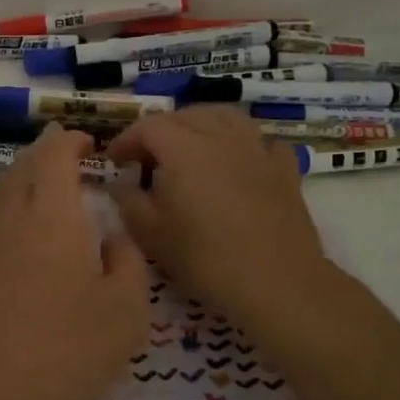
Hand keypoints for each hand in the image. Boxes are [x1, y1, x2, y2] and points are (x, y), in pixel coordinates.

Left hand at [0, 126, 147, 399]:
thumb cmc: (70, 347)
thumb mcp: (127, 307)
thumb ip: (127, 261)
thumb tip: (112, 238)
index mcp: (52, 214)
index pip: (54, 155)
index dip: (70, 140)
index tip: (90, 142)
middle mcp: (14, 218)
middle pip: (23, 166)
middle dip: (47, 152)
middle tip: (74, 155)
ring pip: (4, 190)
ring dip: (27, 175)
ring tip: (53, 183)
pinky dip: (16, 202)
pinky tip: (34, 227)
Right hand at [105, 106, 337, 337]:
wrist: (277, 283)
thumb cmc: (205, 259)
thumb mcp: (151, 234)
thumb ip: (128, 201)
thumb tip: (120, 184)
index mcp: (184, 148)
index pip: (148, 126)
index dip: (126, 139)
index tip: (114, 161)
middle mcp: (221, 137)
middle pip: (186, 116)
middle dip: (160, 131)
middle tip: (147, 160)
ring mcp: (258, 150)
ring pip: (226, 117)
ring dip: (201, 124)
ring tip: (190, 148)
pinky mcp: (285, 169)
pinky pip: (261, 142)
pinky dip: (244, 145)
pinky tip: (239, 163)